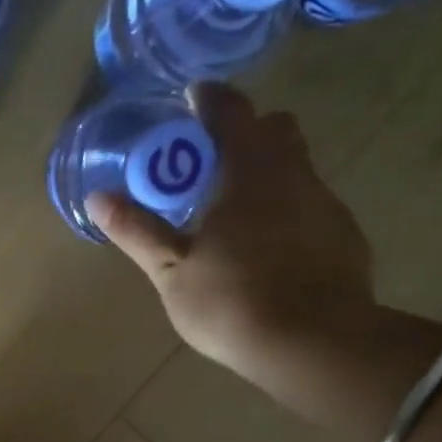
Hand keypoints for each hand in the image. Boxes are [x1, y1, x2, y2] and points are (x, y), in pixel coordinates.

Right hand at [86, 83, 376, 383]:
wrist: (312, 343)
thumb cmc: (231, 301)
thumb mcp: (171, 271)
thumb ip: (137, 231)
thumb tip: (98, 197)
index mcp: (248, 172)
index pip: (230, 112)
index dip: (209, 100)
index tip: (192, 98)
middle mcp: (294, 174)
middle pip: (274, 131)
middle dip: (244, 134)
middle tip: (211, 164)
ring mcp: (326, 204)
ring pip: (296, 170)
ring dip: (267, 176)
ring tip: (236, 217)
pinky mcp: (344, 237)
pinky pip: (311, 208)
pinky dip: (288, 214)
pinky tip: (270, 253)